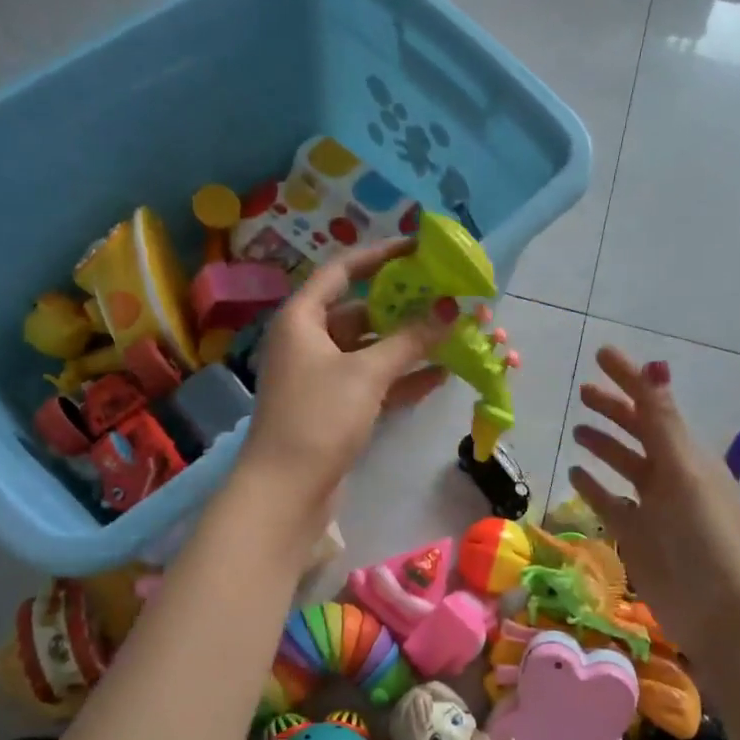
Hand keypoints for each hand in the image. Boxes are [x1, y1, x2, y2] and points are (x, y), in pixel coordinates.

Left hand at [239, 239, 449, 523]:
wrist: (286, 491)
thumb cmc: (318, 418)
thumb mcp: (366, 374)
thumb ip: (410, 339)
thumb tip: (450, 309)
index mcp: (302, 319)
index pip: (341, 271)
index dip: (379, 255)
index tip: (418, 248)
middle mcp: (309, 341)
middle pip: (361, 311)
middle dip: (404, 306)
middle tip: (446, 297)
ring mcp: (322, 377)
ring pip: (371, 349)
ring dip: (408, 344)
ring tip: (453, 334)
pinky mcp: (335, 408)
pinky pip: (374, 382)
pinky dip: (402, 378)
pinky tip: (440, 375)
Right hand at [567, 346, 739, 659]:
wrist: (718, 608)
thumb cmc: (704, 535)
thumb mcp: (683, 473)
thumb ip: (663, 423)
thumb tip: (654, 367)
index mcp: (687, 455)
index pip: (653, 405)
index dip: (629, 378)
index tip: (601, 354)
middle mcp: (671, 475)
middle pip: (639, 432)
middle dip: (614, 409)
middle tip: (583, 390)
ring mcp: (653, 507)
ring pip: (625, 465)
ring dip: (604, 445)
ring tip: (578, 429)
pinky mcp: (637, 536)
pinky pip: (611, 503)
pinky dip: (594, 487)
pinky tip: (575, 474)